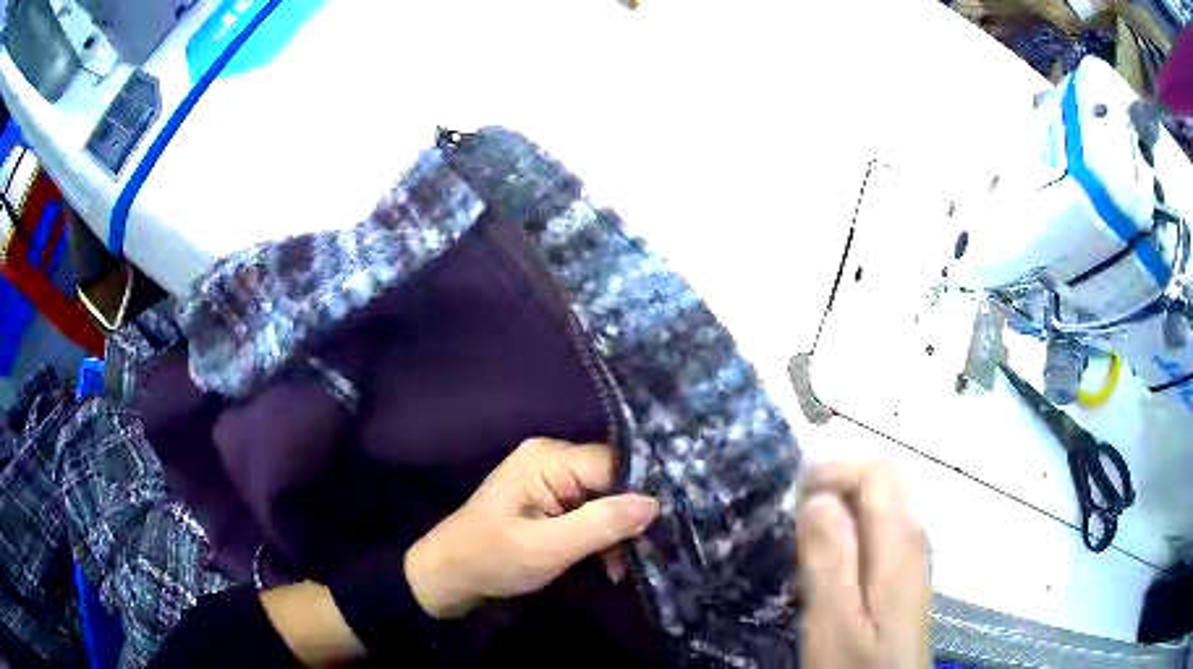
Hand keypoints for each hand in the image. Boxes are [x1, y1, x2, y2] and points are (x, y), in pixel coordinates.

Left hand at [404, 438, 659, 618]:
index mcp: (549, 459)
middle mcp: (552, 459)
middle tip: (643, 556)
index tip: (663, 529)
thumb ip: (602, 524)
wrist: (448, 575)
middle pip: (611, 481)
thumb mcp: (549, 547)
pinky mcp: (549, 500)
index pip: (614, 465)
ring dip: (614, 534)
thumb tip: (655, 503)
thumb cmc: (493, 559)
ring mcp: (549, 479)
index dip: (639, 495)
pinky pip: (588, 511)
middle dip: (627, 520)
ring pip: (604, 499)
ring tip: (622, 569)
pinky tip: (608, 565)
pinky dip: (599, 537)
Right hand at [797, 460, 930, 668]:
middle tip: (794, 517)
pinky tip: (830, 563)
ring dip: (843, 508)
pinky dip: (852, 530)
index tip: (791, 499)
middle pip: (884, 481)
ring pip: (882, 506)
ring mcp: (912, 559)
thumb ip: (829, 559)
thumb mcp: (834, 622)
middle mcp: (913, 538)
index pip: (876, 471)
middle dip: (838, 484)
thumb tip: (816, 499)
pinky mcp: (904, 579)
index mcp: (899, 542)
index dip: (833, 471)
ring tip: (804, 539)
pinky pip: (881, 531)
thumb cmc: (857, 668)